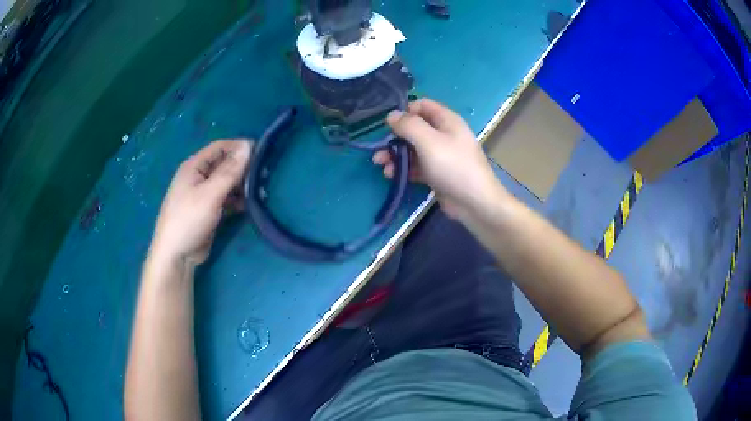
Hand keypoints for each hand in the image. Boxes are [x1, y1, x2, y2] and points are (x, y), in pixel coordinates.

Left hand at [150, 140, 251, 266]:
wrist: (176, 255)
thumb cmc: (189, 219)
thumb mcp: (210, 194)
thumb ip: (230, 171)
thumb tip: (248, 146)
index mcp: (194, 166)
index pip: (219, 148)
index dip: (238, 147)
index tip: (261, 152)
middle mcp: (198, 177)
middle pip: (223, 165)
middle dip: (242, 167)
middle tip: (263, 173)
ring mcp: (203, 194)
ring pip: (226, 183)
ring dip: (241, 185)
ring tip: (259, 190)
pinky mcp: (209, 210)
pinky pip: (225, 199)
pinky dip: (237, 200)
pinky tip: (249, 205)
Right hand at [374, 98, 505, 223]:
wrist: (474, 203)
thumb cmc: (453, 166)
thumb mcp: (428, 141)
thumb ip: (409, 125)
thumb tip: (392, 115)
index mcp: (447, 121)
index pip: (422, 105)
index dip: (405, 111)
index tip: (389, 124)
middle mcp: (444, 135)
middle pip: (415, 128)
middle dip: (396, 137)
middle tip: (380, 149)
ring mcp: (441, 155)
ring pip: (414, 149)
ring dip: (396, 154)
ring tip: (381, 164)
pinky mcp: (437, 173)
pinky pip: (417, 166)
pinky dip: (404, 168)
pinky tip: (391, 175)